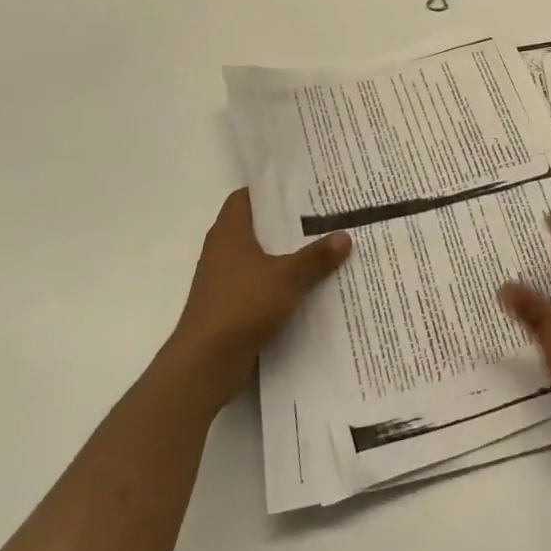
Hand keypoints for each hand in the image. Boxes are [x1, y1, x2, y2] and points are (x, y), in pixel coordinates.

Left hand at [169, 188, 350, 406]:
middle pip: (257, 226)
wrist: (206, 363)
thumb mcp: (288, 277)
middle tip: (323, 213)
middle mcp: (222, 250)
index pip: (246, 197)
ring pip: (260, 256)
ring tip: (323, 246)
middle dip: (287, 222)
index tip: (301, 187)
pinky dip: (280, 281)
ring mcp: (224, 279)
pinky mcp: (230, 305)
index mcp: (229, 232)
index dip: (271, 189)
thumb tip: (344, 235)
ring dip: (286, 253)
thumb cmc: (242, 305)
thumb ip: (316, 256)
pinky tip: (308, 284)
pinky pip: (259, 282)